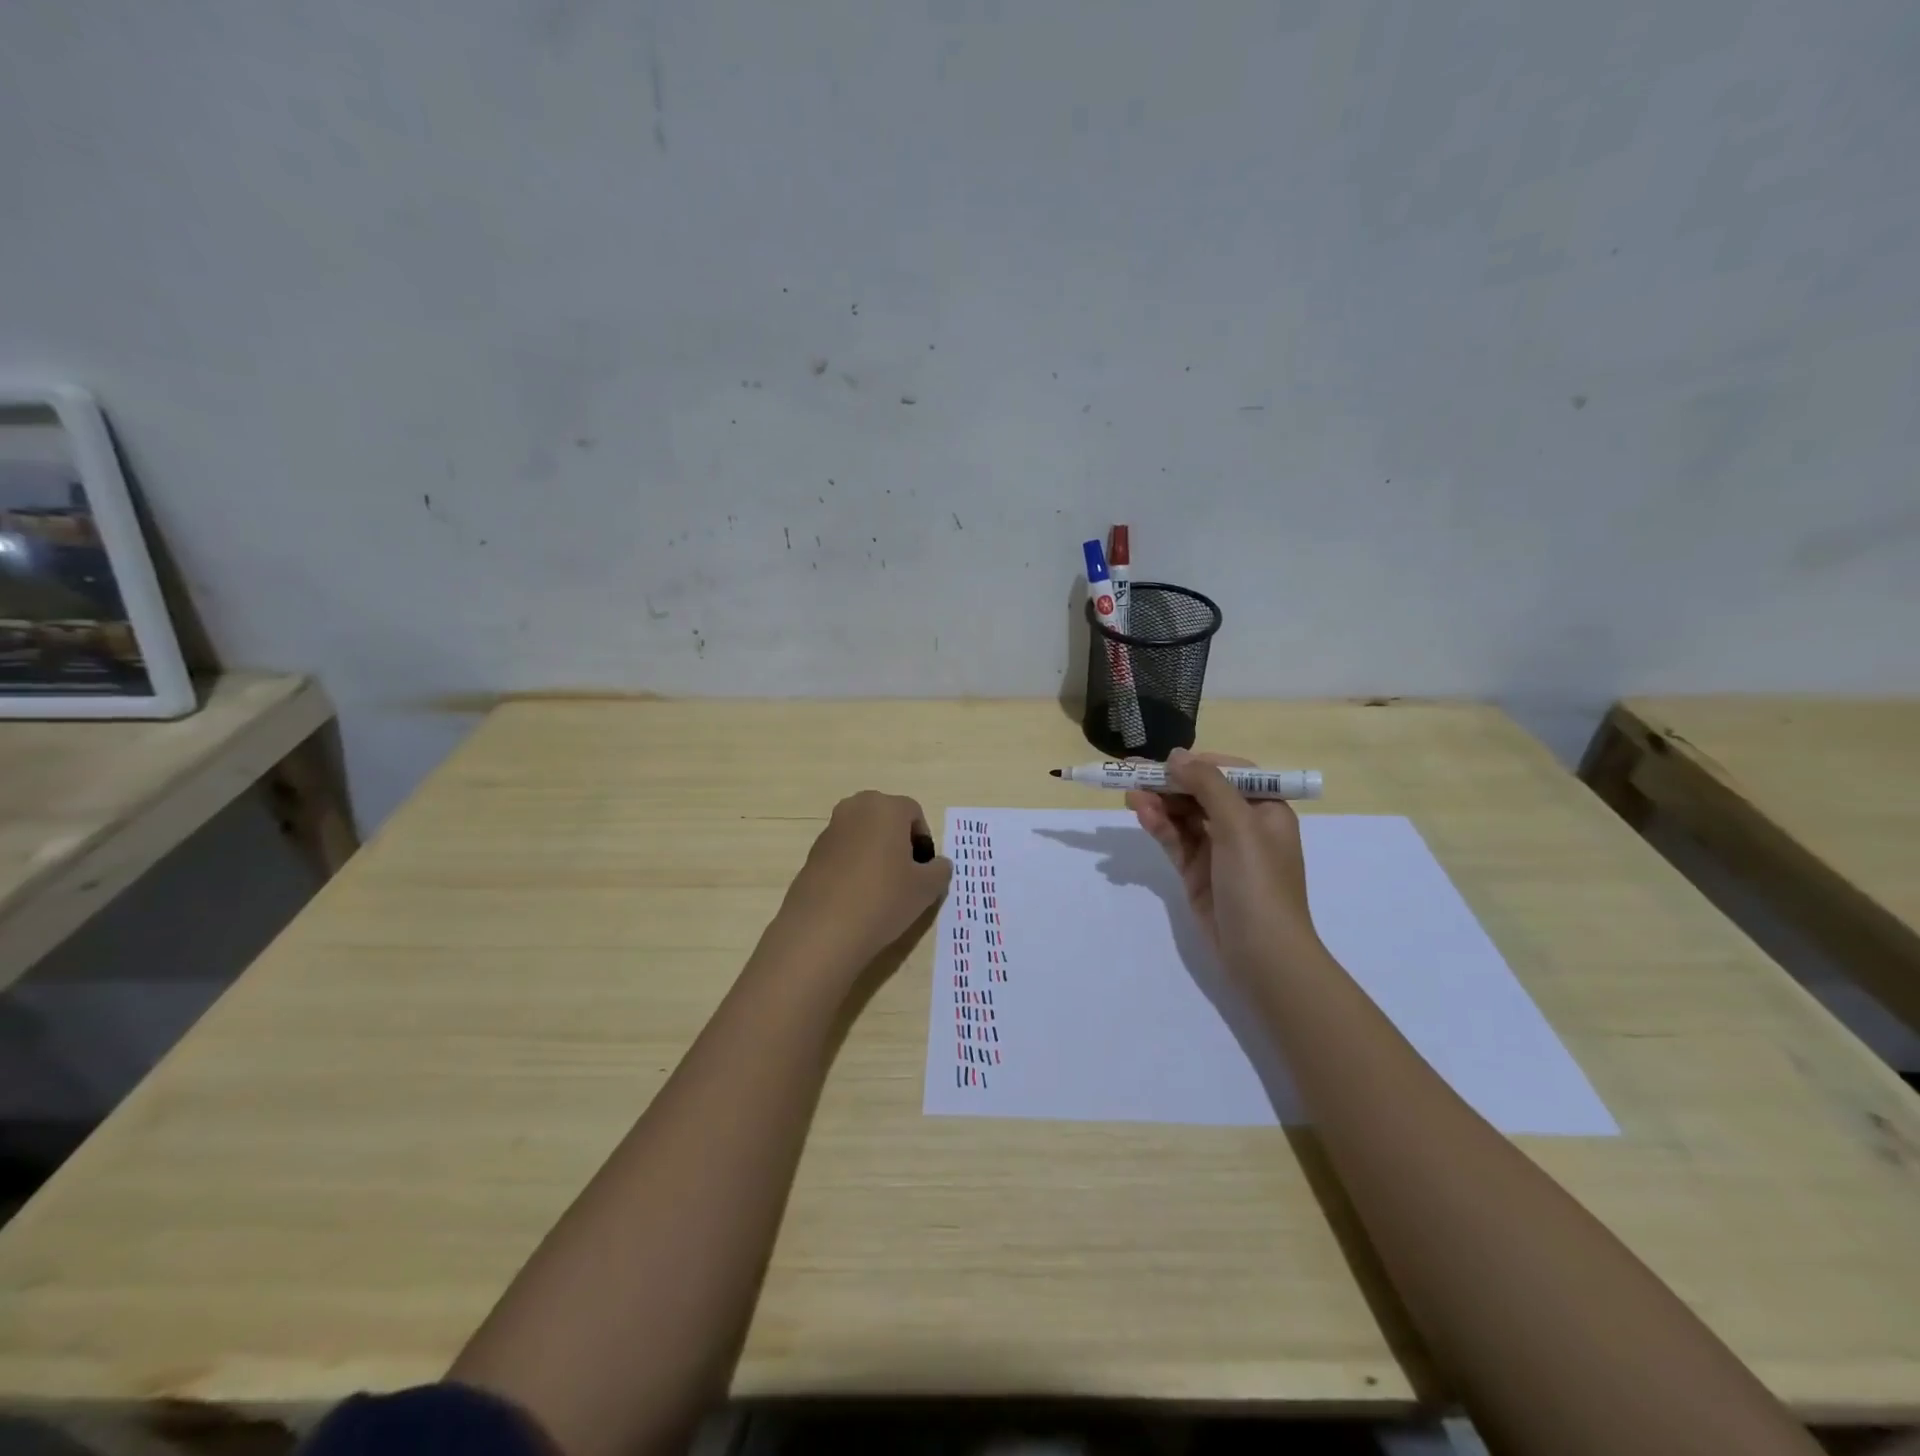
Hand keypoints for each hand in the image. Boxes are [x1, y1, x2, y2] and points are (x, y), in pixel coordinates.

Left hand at [771, 790, 952, 975]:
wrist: (823, 929)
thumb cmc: (884, 898)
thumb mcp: (926, 888)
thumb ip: (940, 870)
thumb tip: (937, 865)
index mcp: (885, 807)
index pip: (914, 813)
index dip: (924, 841)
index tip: (924, 870)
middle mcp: (855, 809)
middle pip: (886, 819)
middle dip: (899, 842)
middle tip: (905, 876)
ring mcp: (830, 830)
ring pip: (863, 835)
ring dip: (875, 853)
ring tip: (880, 890)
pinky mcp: (812, 853)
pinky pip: (843, 853)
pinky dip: (853, 866)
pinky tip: (856, 897)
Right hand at [1126, 749, 1319, 976]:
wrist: (1262, 955)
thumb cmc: (1258, 883)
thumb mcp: (1239, 826)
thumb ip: (1207, 785)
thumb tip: (1176, 755)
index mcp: (1266, 810)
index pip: (1230, 773)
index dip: (1197, 764)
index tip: (1166, 761)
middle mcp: (1244, 826)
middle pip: (1201, 793)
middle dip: (1169, 783)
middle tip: (1131, 773)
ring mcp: (1219, 851)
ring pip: (1184, 816)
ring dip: (1159, 804)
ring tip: (1130, 795)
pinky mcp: (1197, 873)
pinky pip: (1175, 841)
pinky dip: (1159, 826)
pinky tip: (1141, 815)